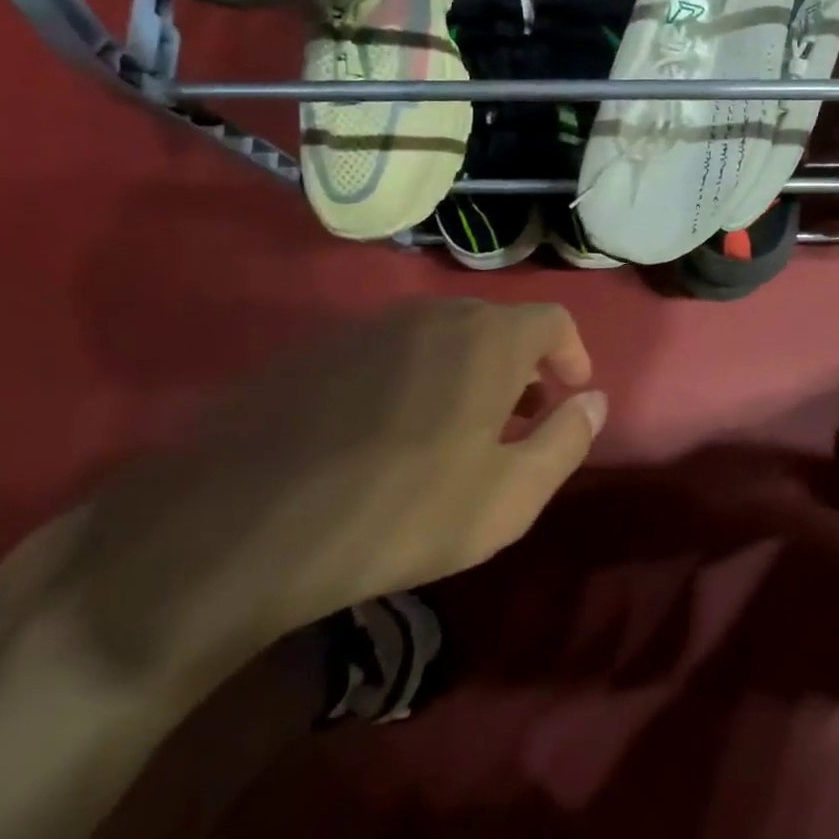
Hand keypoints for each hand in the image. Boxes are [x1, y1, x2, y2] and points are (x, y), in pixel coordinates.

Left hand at [59, 299, 603, 687]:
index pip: (552, 320)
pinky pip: (389, 352)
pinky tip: (388, 432)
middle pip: (496, 325)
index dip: (572, 354)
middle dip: (521, 367)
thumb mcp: (510, 496)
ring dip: (467, 371)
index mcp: (488, 339)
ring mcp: (368, 327)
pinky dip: (414, 377)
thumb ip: (566, 440)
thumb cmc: (403, 511)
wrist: (244, 523)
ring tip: (457, 429)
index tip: (570, 394)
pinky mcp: (318, 351)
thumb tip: (595, 401)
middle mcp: (433, 315)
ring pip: (441, 336)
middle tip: (518, 419)